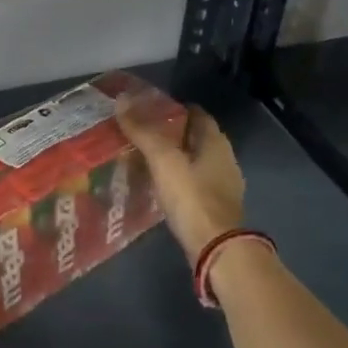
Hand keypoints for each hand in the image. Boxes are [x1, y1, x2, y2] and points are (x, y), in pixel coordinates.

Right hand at [117, 102, 245, 263]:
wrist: (216, 247)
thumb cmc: (191, 198)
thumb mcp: (163, 161)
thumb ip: (144, 132)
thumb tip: (122, 100)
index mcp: (216, 141)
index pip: (196, 114)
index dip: (174, 109)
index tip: (148, 110)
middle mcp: (225, 158)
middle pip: (196, 137)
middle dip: (172, 134)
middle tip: (141, 134)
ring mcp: (223, 184)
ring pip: (196, 161)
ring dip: (175, 158)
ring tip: (146, 160)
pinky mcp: (216, 207)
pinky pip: (195, 184)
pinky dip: (179, 180)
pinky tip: (161, 187)